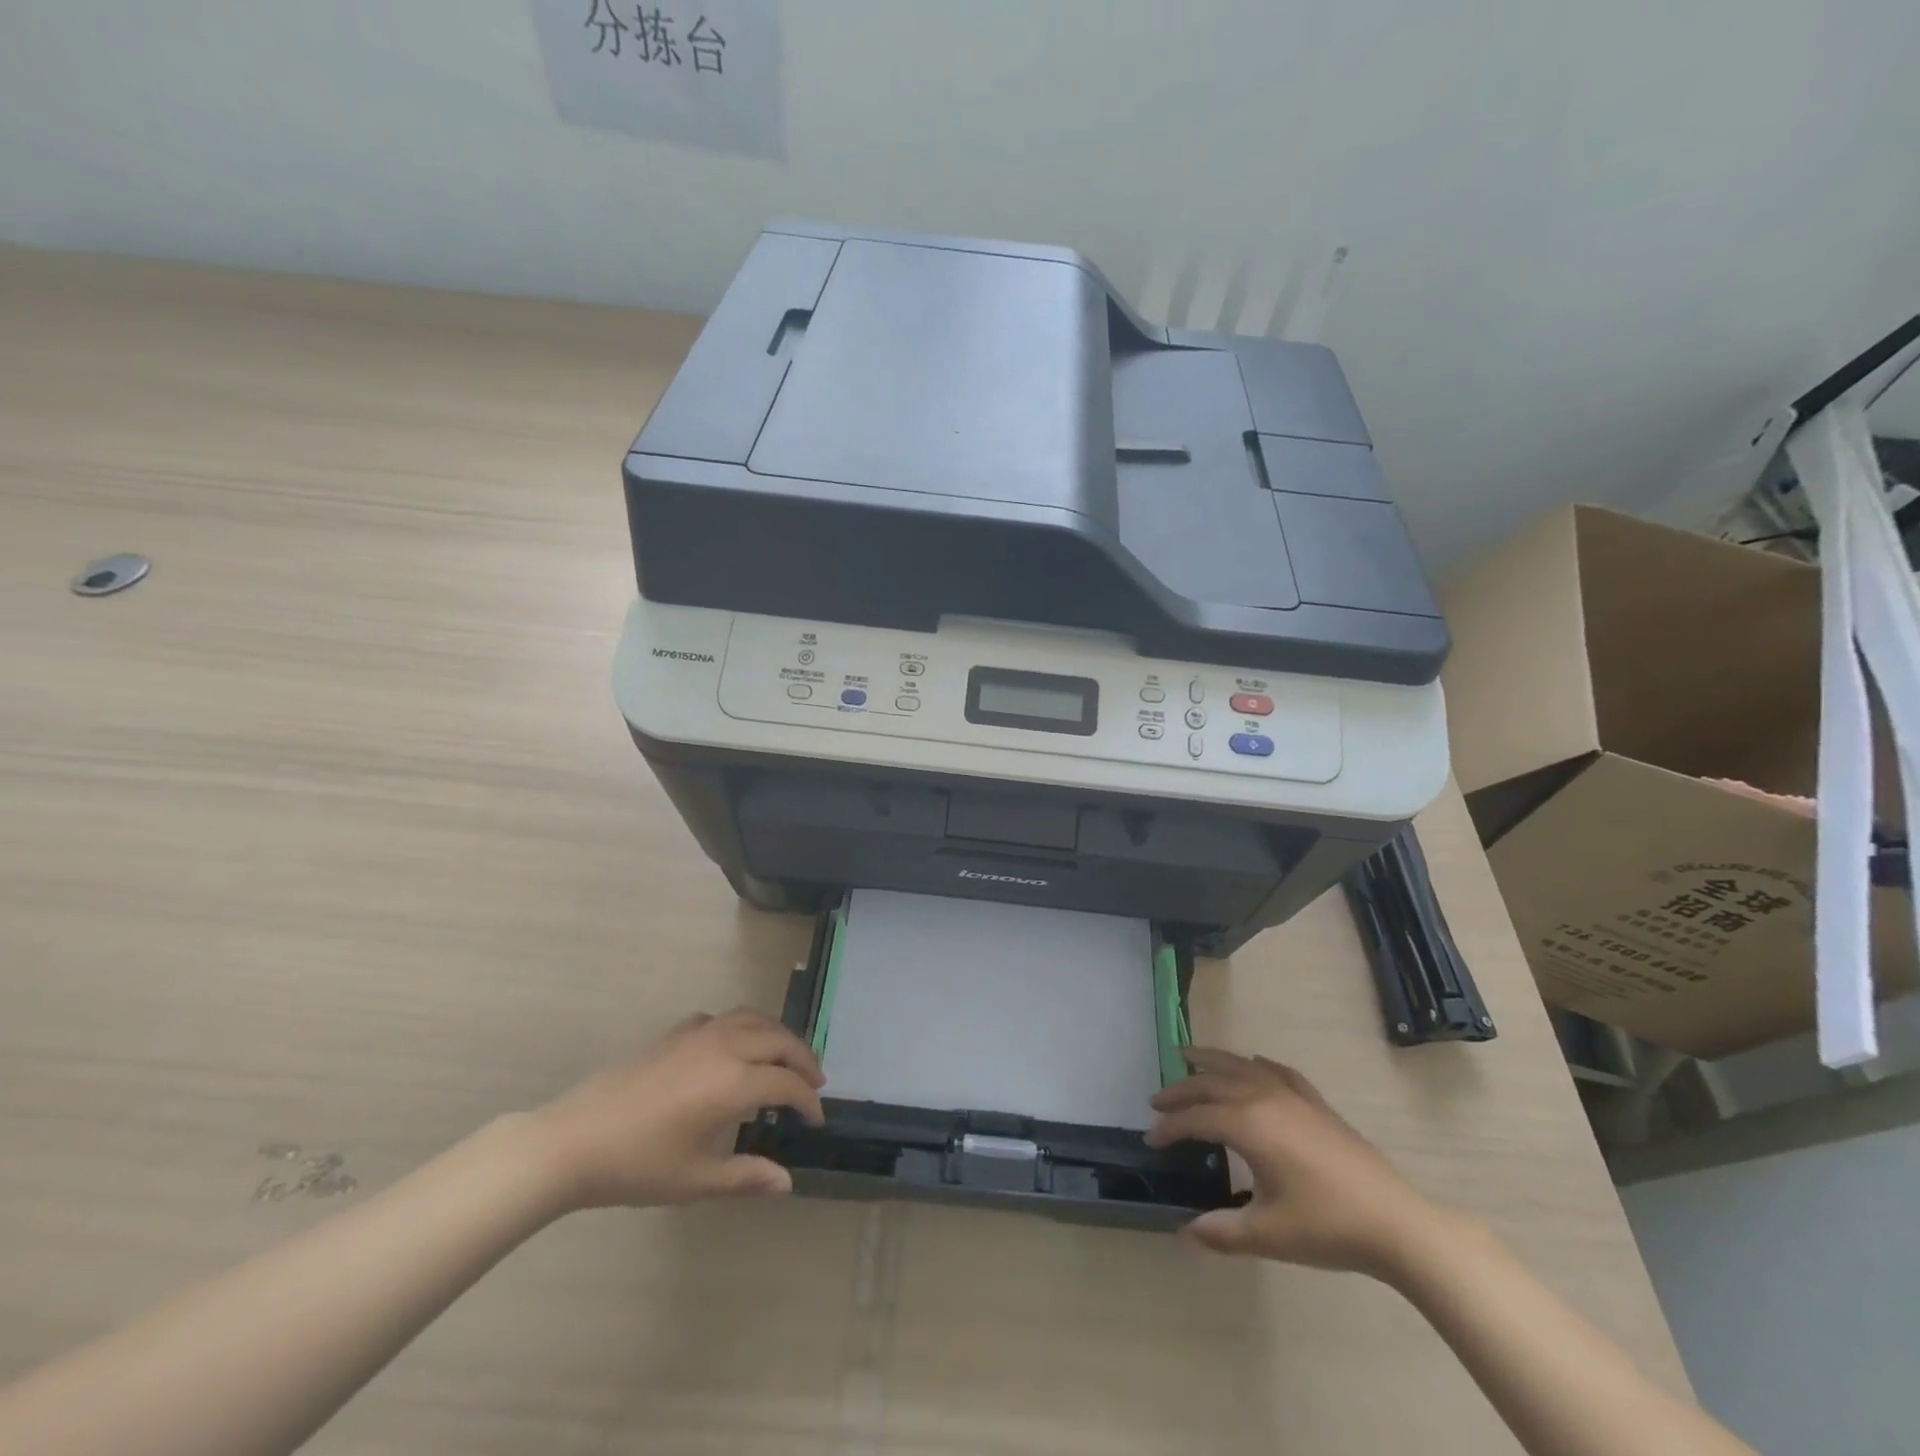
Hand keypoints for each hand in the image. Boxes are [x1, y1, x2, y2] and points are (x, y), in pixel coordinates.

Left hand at [529, 1008, 825, 1210]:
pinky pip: (724, 1019)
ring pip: (754, 1019)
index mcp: (733, 1083)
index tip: (817, 1119)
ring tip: (786, 1056)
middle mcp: (725, 1047)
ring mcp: (699, 1033)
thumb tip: (786, 1182)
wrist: (573, 1141)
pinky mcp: (676, 1031)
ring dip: (778, 1035)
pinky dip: (744, 1027)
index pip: (787, 1084)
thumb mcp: (695, 1180)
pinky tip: (736, 1048)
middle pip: (779, 1040)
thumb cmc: (636, 1166)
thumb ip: (745, 1176)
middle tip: (815, 1081)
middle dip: (803, 1059)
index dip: (808, 1100)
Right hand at [1146, 1048, 1439, 1277]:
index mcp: (1248, 1125)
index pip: (1197, 1118)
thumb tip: (1186, 1231)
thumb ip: (1222, 1231)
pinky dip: (1258, 1064)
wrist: (1395, 1224)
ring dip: (1212, 1061)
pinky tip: (1254, 1062)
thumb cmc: (1327, 1227)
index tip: (1151, 1139)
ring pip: (1242, 1066)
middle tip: (1157, 1100)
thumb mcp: (1268, 1235)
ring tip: (1189, 1056)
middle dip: (1181, 1090)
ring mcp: (1293, 1096)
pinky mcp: (1317, 1104)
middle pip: (1212, 1083)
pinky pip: (1279, 1072)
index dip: (1170, 1127)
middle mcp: (1264, 1098)